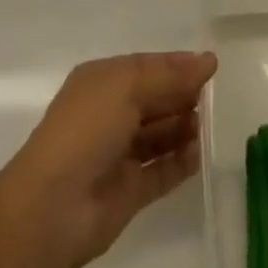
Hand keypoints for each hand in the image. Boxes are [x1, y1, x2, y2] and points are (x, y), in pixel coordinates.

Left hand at [0, 51, 216, 267]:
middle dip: (181, 95)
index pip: (145, 66)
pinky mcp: (128, 191)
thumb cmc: (86, 129)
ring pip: (158, 135)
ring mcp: (118, 154)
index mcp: (101, 81)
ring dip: (182, 127)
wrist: (54, 206)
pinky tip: (200, 154)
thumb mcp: (126, 88)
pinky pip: (160, 171)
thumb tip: (207, 61)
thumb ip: (168, 77)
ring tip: (206, 125)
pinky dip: (180, 163)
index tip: (210, 65)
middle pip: (153, 99)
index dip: (175, 65)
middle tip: (213, 97)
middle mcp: (109, 113)